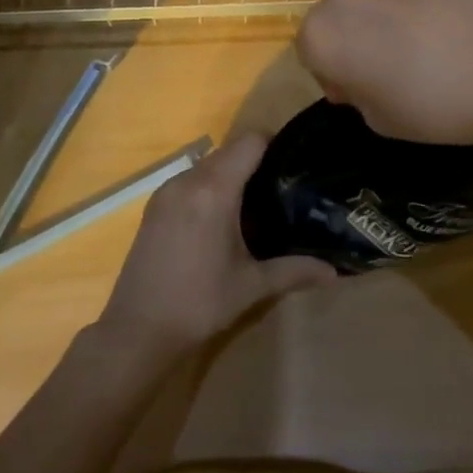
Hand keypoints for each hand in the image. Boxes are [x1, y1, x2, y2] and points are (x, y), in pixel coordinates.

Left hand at [96, 133, 335, 360]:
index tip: (294, 164)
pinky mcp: (153, 205)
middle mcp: (187, 180)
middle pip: (229, 151)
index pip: (250, 141)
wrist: (137, 331)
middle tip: (282, 188)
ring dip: (230, 175)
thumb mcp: (251, 286)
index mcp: (214, 190)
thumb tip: (335, 272)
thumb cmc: (199, 303)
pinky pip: (189, 180)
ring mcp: (165, 190)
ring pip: (208, 165)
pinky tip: (220, 220)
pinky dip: (208, 187)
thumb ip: (294, 270)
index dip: (275, 145)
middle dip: (255, 163)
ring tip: (255, 204)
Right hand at [296, 0, 472, 147]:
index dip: (333, 76)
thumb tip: (362, 74)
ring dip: (378, 13)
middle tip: (388, 65)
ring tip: (419, 40)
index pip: (310, 54)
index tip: (361, 92)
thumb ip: (356, 92)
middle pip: (334, 16)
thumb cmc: (435, 105)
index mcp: (321, 35)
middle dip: (352, 38)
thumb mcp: (380, 120)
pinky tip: (442, 20)